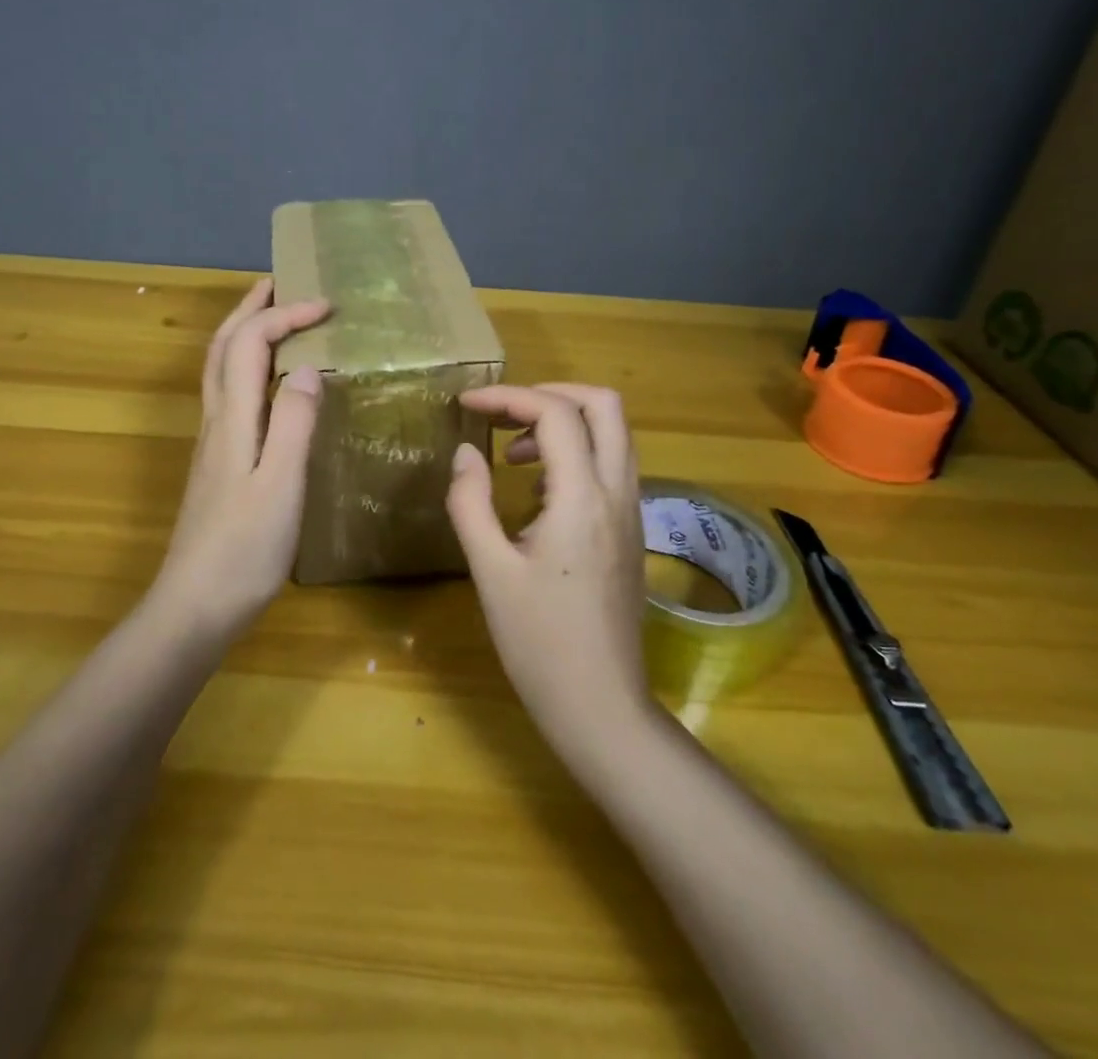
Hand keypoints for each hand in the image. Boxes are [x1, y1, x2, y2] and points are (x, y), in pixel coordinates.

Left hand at [150, 278, 329, 641]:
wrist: (194, 605)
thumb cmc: (244, 549)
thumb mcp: (281, 485)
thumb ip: (294, 423)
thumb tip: (306, 367)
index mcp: (233, 419)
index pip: (251, 344)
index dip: (285, 316)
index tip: (327, 306)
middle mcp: (216, 421)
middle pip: (222, 347)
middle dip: (248, 309)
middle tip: (277, 283)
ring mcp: (212, 442)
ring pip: (219, 369)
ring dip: (241, 333)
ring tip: (270, 317)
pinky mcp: (217, 462)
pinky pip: (228, 394)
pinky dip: (245, 366)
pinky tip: (266, 382)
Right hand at [445, 383, 651, 761]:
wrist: (601, 705)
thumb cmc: (539, 642)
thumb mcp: (489, 571)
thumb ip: (470, 502)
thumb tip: (466, 452)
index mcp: (582, 498)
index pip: (556, 414)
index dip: (508, 396)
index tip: (466, 405)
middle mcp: (618, 493)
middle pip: (604, 405)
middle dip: (550, 393)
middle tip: (503, 413)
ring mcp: (632, 511)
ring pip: (615, 432)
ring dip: (566, 420)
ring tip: (513, 449)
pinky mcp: (631, 530)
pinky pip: (612, 463)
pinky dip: (578, 449)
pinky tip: (538, 487)